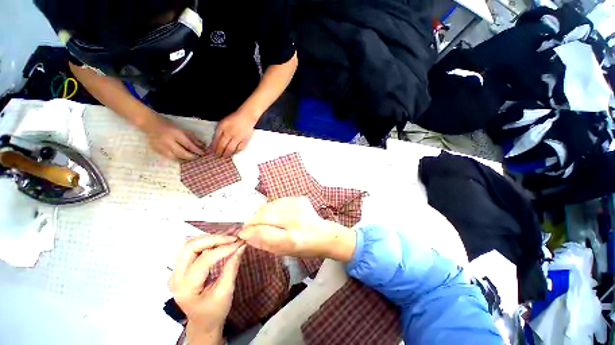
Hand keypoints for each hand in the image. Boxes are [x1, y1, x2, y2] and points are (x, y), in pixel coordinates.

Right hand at [141, 114, 204, 160]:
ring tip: (192, 159)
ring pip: (176, 158)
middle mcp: (168, 141)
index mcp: (175, 134)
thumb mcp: (183, 130)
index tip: (204, 154)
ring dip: (185, 160)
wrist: (151, 124)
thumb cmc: (170, 126)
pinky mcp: (157, 151)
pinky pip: (170, 158)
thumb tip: (203, 147)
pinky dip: (178, 160)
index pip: (189, 145)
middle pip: (182, 153)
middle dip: (192, 157)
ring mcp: (161, 147)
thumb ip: (193, 139)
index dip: (197, 151)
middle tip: (198, 157)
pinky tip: (183, 159)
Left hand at [170, 235, 245, 343]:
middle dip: (213, 239)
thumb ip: (232, 267)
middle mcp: (176, 278)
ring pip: (190, 244)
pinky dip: (207, 243)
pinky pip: (192, 248)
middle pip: (190, 247)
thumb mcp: (226, 291)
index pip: (204, 260)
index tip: (239, 243)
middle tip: (231, 239)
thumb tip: (241, 247)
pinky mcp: (181, 269)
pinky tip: (219, 244)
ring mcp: (176, 272)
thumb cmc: (214, 312)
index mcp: (186, 288)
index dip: (223, 249)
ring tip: (227, 240)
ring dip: (210, 239)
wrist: (203, 323)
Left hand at [211, 109, 257, 157]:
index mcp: (223, 129)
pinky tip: (234, 153)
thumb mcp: (223, 123)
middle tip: (217, 157)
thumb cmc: (234, 118)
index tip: (210, 152)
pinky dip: (236, 152)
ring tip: (225, 156)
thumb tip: (214, 141)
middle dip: (219, 152)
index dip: (213, 147)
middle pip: (223, 146)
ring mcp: (238, 138)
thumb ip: (218, 131)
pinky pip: (240, 148)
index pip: (216, 140)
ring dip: (227, 154)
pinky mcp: (245, 140)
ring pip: (231, 149)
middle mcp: (230, 134)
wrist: (247, 117)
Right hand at [238, 197, 355, 260]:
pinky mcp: (300, 198)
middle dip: (251, 221)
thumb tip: (247, 235)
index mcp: (292, 239)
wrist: (324, 234)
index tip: (243, 234)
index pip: (262, 231)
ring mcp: (298, 206)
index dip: (249, 232)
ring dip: (260, 213)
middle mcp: (295, 219)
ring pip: (268, 206)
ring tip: (261, 220)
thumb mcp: (284, 252)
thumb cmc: (305, 248)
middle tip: (248, 227)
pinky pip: (277, 201)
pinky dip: (271, 207)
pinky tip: (274, 214)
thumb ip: (264, 243)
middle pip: (263, 215)